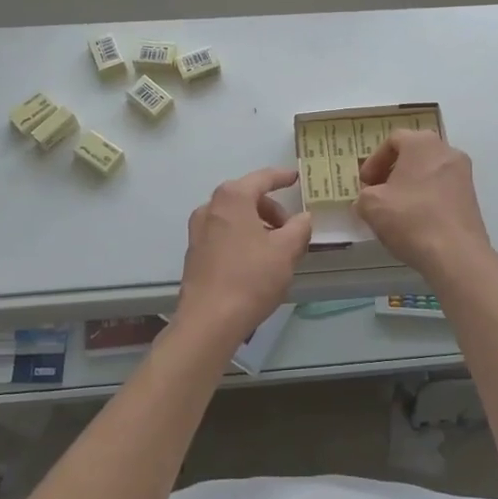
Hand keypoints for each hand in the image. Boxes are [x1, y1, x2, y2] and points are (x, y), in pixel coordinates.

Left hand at [173, 167, 312, 349]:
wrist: (209, 321)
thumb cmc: (251, 278)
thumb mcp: (286, 251)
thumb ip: (299, 228)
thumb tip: (303, 217)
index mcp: (232, 198)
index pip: (262, 178)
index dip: (282, 177)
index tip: (296, 177)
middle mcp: (211, 207)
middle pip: (247, 197)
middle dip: (271, 210)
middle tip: (291, 230)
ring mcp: (198, 230)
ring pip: (235, 217)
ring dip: (257, 225)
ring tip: (276, 249)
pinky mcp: (194, 252)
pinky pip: (224, 234)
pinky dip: (242, 238)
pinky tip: (255, 262)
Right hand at [355, 130, 493, 274]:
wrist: (456, 255)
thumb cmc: (411, 219)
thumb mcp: (372, 206)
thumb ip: (364, 196)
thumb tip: (367, 200)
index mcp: (422, 143)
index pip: (393, 140)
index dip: (374, 161)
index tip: (365, 183)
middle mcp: (446, 151)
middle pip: (413, 154)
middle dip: (393, 171)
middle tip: (378, 192)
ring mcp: (463, 174)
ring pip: (429, 172)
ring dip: (410, 185)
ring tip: (395, 209)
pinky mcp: (472, 197)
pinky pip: (442, 189)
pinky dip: (426, 198)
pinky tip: (416, 221)